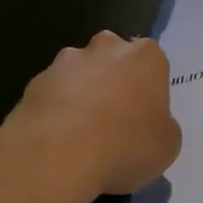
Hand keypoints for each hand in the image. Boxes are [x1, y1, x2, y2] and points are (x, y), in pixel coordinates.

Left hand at [0, 32, 182, 202]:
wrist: (56, 155)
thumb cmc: (124, 146)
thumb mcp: (167, 147)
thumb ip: (163, 127)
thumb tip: (151, 124)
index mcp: (146, 57)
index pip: (153, 64)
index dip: (149, 91)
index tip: (145, 118)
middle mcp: (107, 48)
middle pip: (114, 58)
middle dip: (114, 80)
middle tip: (114, 120)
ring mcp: (67, 61)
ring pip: (80, 73)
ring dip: (82, 93)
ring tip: (80, 134)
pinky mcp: (36, 81)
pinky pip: (53, 93)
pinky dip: (56, 110)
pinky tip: (56, 140)